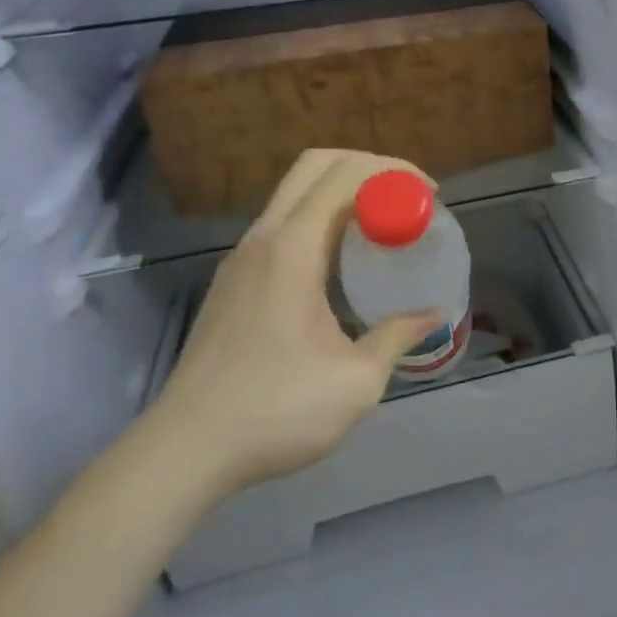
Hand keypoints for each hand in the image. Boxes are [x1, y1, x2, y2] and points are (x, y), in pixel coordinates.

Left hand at [146, 149, 440, 507]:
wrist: (184, 451)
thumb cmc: (275, 411)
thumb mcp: (356, 381)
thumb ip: (397, 336)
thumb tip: (431, 316)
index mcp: (292, 249)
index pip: (345, 174)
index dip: (394, 171)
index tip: (430, 194)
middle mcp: (264, 238)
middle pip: (315, 165)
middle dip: (368, 166)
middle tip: (406, 195)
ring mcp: (242, 258)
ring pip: (295, 192)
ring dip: (342, 191)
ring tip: (382, 222)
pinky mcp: (233, 280)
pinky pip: (283, 223)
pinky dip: (320, 217)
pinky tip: (342, 260)